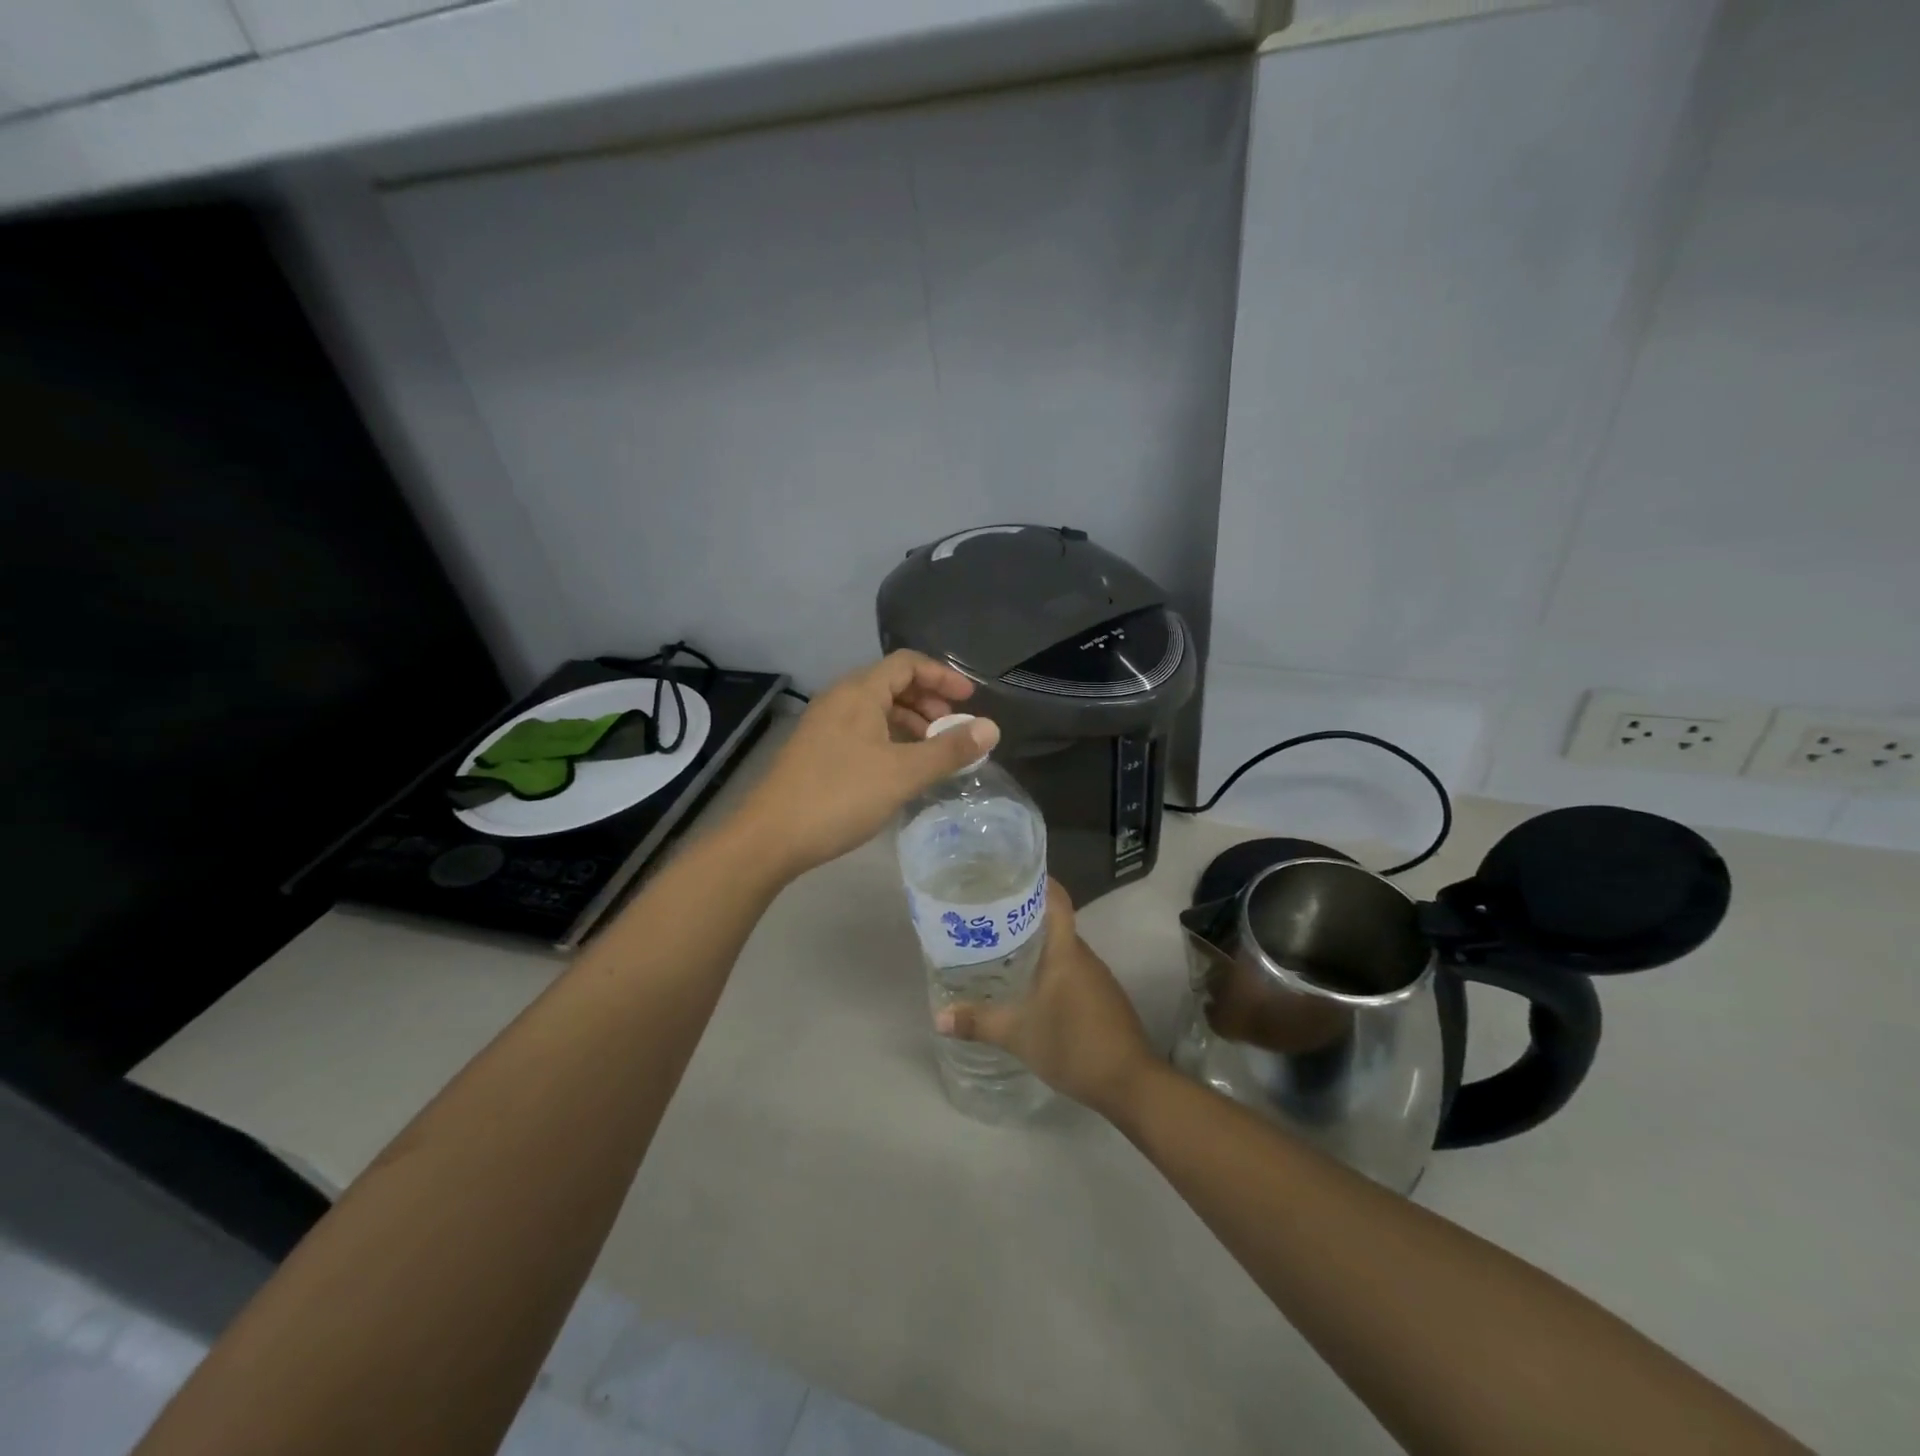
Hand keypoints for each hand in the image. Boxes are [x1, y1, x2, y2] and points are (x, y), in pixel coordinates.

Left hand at [735, 651, 999, 879]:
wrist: (770, 837)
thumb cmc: (840, 796)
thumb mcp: (903, 773)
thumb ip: (949, 750)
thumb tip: (991, 728)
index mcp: (859, 692)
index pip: (907, 663)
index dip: (943, 675)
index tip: (970, 700)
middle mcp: (839, 700)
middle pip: (891, 684)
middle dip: (929, 701)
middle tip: (954, 729)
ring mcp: (824, 726)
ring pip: (877, 710)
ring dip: (910, 724)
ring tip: (934, 752)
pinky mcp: (817, 751)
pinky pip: (863, 731)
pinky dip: (890, 740)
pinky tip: (902, 769)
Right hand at [937, 881, 1155, 1117]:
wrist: (1130, 1084)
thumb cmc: (1073, 1045)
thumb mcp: (1018, 1035)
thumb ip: (978, 1022)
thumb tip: (938, 1018)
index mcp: (1066, 951)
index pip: (1056, 899)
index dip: (1037, 881)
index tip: (1008, 875)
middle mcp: (1084, 956)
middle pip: (1054, 922)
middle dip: (1023, 916)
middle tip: (987, 916)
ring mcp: (1097, 978)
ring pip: (1062, 949)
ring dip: (1036, 945)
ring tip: (999, 948)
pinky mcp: (1103, 998)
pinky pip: (1072, 970)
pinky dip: (1049, 969)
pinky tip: (1028, 985)